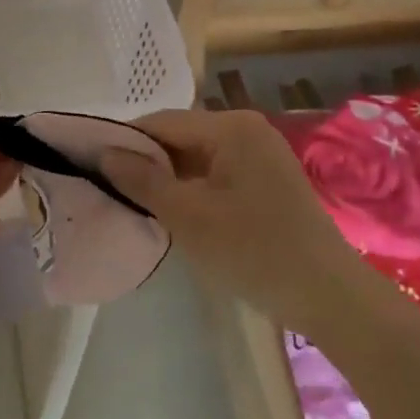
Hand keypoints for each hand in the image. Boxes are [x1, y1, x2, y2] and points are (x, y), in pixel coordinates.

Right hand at [100, 108, 372, 333]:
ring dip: (168, 178)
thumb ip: (143, 181)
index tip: (91, 164)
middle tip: (110, 189)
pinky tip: (174, 212)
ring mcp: (260, 154)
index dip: (124, 141)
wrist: (329, 296)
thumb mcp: (190, 217)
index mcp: (231, 127)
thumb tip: (104, 154)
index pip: (162, 122)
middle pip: (180, 137)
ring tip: (135, 203)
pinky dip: (192, 189)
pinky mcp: (267, 180)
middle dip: (146, 162)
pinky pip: (216, 173)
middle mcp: (247, 129)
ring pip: (197, 157)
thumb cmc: (254, 251)